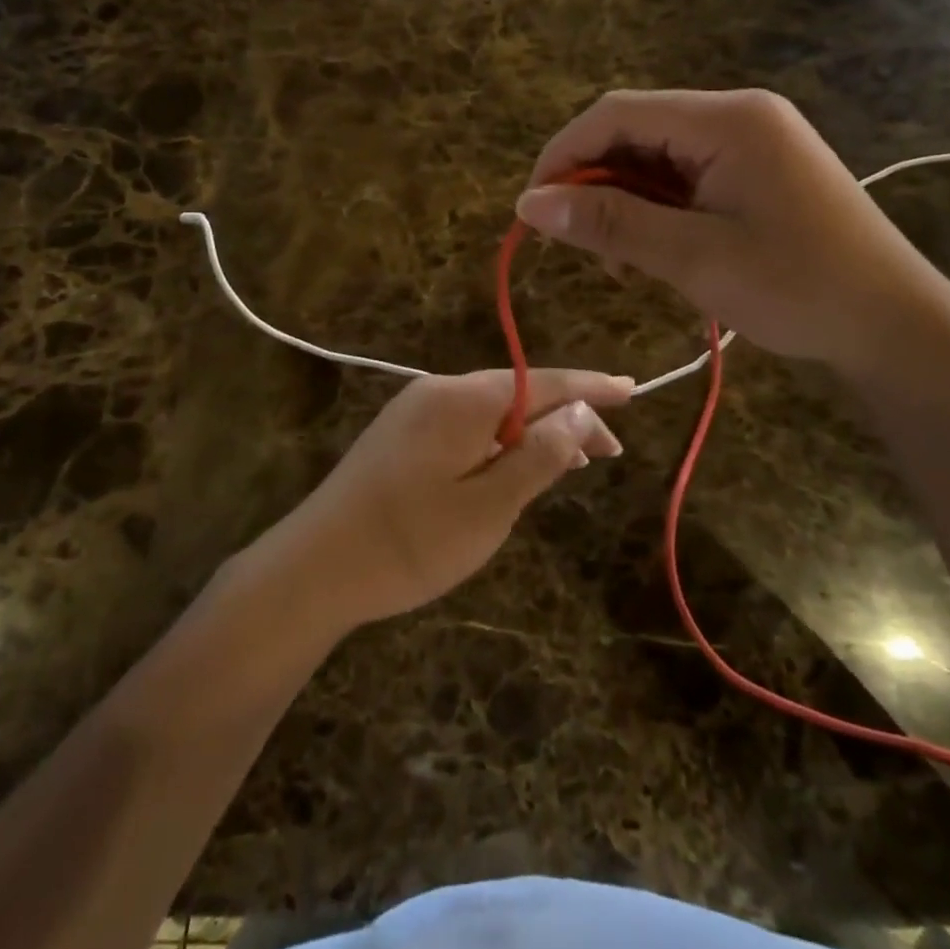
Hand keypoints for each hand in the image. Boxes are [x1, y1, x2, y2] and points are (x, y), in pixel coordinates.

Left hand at [260, 370, 629, 626]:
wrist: (316, 566)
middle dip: (566, 417)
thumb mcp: (490, 505)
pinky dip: (500, 441)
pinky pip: (465, 425)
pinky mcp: (400, 434)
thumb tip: (583, 412)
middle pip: (518, 393)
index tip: (633, 390)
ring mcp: (414, 410)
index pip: (543, 382)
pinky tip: (513, 466)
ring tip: (573, 461)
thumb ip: (540, 454)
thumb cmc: (411, 541)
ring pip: (492, 411)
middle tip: (608, 453)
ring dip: (533, 432)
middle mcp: (438, 390)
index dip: (591, 388)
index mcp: (463, 398)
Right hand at [514, 89, 945, 374]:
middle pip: (634, 132)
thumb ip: (609, 224)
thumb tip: (528, 204)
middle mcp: (737, 115)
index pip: (616, 114)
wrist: (894, 324)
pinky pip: (684, 177)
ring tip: (619, 263)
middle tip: (576, 245)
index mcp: (726, 120)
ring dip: (623, 204)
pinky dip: (655, 211)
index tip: (533, 211)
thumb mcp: (692, 257)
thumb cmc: (797, 288)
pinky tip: (652, 253)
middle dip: (593, 185)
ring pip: (655, 158)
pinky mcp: (756, 170)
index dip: (563, 156)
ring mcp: (751, 141)